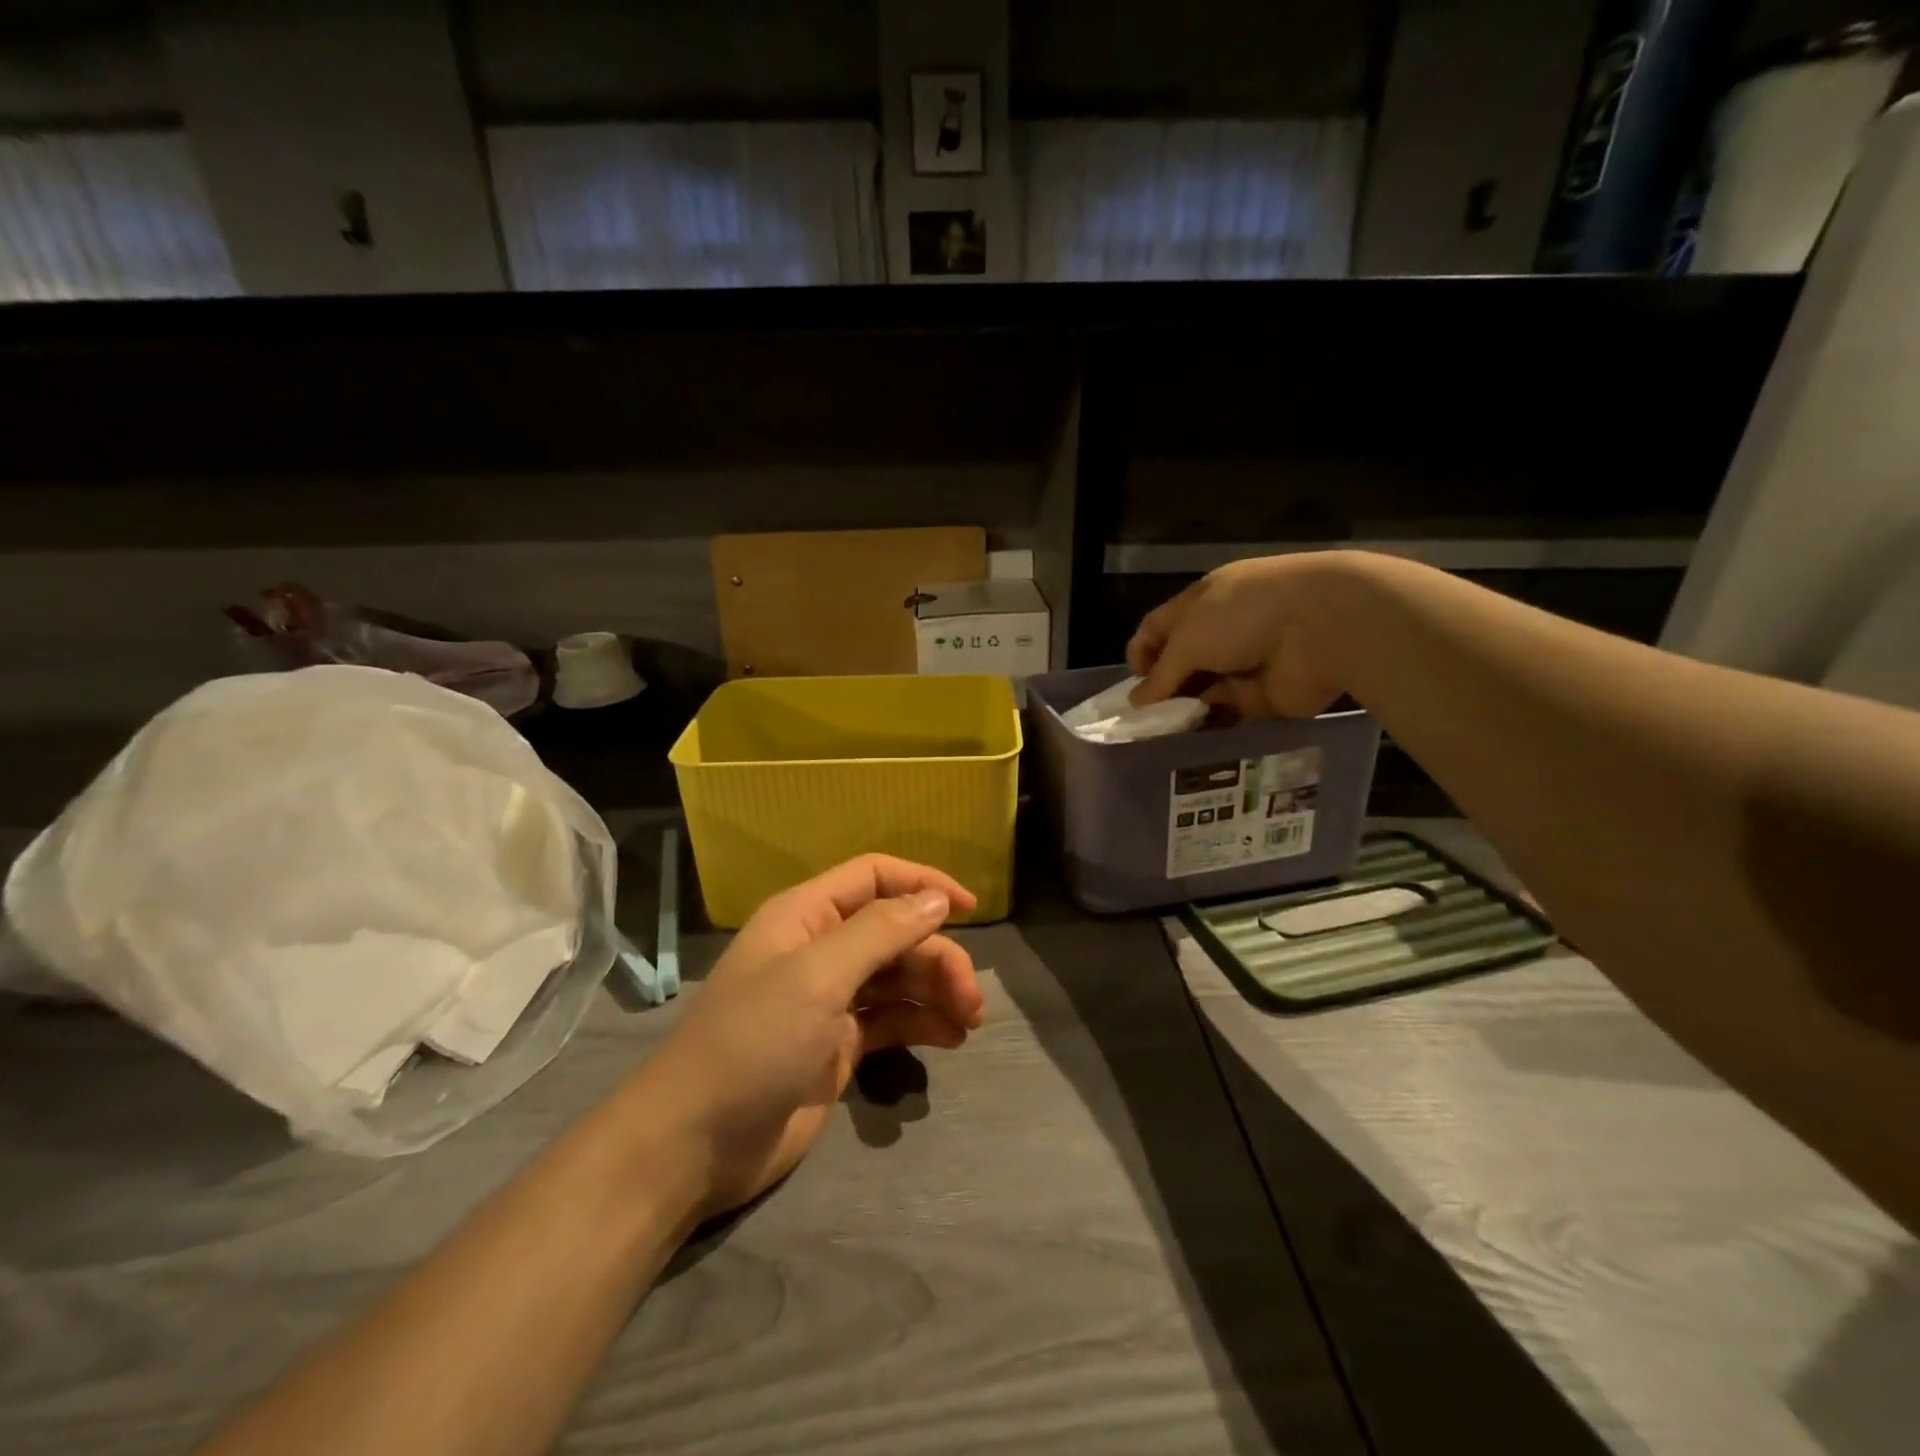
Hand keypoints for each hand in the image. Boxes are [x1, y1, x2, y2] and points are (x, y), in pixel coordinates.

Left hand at [641, 855, 984, 1217]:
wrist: (694, 1144)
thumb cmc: (754, 1042)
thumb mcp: (818, 976)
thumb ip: (881, 931)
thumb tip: (937, 897)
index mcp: (807, 915)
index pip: (875, 877)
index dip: (923, 884)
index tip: (970, 908)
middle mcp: (820, 949)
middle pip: (896, 932)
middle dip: (938, 956)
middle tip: (971, 998)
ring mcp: (829, 1000)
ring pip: (899, 977)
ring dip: (937, 991)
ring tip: (967, 1022)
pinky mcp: (838, 1045)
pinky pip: (892, 1019)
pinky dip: (922, 1023)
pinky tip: (948, 1039)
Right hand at [1127, 553, 1351, 720]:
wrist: (1323, 626)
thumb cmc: (1244, 616)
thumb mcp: (1188, 639)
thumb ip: (1161, 674)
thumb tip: (1138, 701)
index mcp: (1202, 603)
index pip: (1159, 627)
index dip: (1141, 652)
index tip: (1134, 681)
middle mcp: (1221, 631)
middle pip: (1181, 663)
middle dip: (1162, 688)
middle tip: (1145, 719)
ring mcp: (1245, 663)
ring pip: (1204, 690)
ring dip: (1186, 709)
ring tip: (1165, 734)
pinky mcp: (1266, 694)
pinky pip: (1231, 713)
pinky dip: (1214, 724)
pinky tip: (1194, 740)